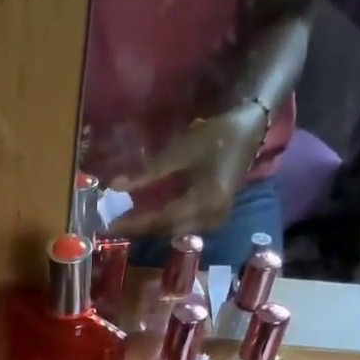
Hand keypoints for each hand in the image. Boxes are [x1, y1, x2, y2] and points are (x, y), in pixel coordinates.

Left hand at [110, 100, 270, 237]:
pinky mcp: (212, 217)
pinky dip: (162, 222)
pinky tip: (145, 216)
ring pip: (172, 231)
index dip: (133, 222)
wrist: (251, 128)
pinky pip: (181, 226)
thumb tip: (115, 187)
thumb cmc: (217, 134)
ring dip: (148, 227)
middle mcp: (210, 218)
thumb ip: (148, 173)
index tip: (108, 225)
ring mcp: (213, 220)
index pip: (161, 219)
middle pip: (165, 230)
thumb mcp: (180, 151)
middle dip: (138, 228)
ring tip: (124, 222)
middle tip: (111, 224)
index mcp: (205, 201)